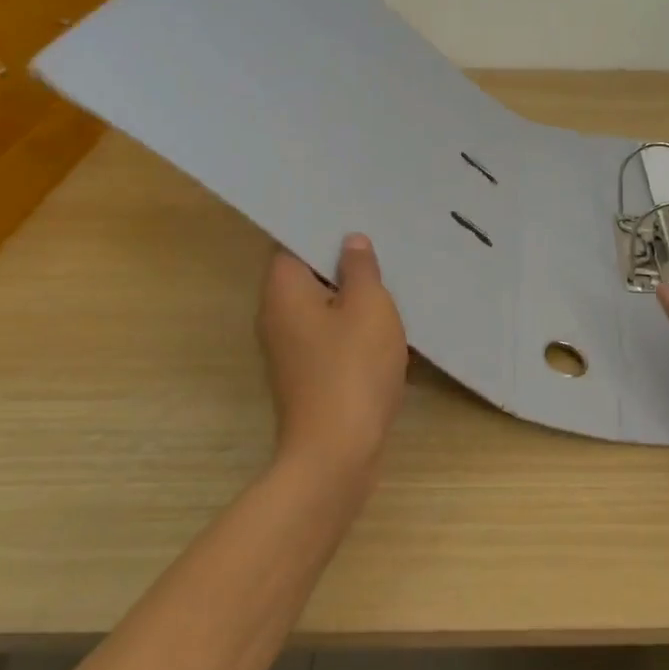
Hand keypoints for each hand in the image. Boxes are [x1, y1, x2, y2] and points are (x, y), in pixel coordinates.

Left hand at [256, 234, 407, 486]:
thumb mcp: (369, 307)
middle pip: (307, 275)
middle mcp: (277, 316)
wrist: (336, 453)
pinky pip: (330, 336)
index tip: (355, 216)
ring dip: (352, 296)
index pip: (292, 244)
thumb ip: (361, 269)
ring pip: (322, 307)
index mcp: (283, 291)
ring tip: (391, 278)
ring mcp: (290, 350)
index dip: (322, 228)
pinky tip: (386, 324)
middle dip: (342, 261)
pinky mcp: (308, 375)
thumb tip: (351, 242)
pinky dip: (354, 327)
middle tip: (381, 243)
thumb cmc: (352, 368)